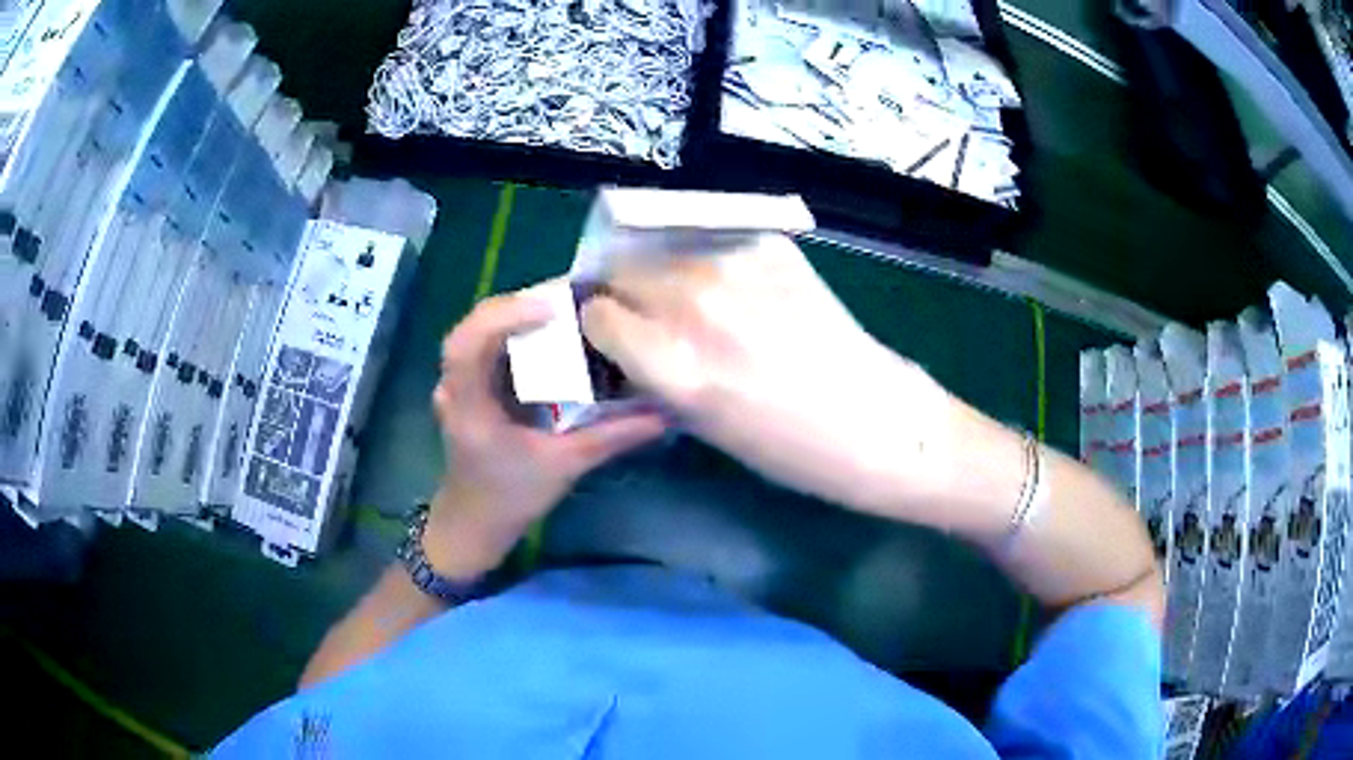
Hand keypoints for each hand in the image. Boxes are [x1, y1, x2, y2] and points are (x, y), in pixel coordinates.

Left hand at [425, 289, 664, 576]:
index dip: (503, 318)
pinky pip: (483, 345)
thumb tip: (662, 414)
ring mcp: (454, 384)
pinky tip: (542, 334)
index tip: (549, 309)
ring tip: (557, 309)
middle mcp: (454, 387)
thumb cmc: (512, 498)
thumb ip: (611, 438)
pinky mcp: (465, 386)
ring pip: (475, 331)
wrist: (475, 522)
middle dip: (515, 306)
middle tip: (564, 300)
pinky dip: (510, 331)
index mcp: (469, 406)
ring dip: (512, 314)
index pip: (467, 346)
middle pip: (471, 326)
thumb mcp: (565, 467)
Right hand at [580, 234, 956, 515]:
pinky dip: (712, 264)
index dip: (602, 327)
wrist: (879, 421)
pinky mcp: (774, 248)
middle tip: (649, 317)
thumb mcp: (704, 425)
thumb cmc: (791, 449)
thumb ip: (654, 374)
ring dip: (666, 275)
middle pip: (623, 272)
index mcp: (674, 363)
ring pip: (665, 252)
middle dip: (625, 294)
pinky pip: (714, 245)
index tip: (614, 336)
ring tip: (699, 306)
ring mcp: (738, 266)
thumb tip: (625, 339)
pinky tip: (742, 294)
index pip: (597, 313)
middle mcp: (696, 303)